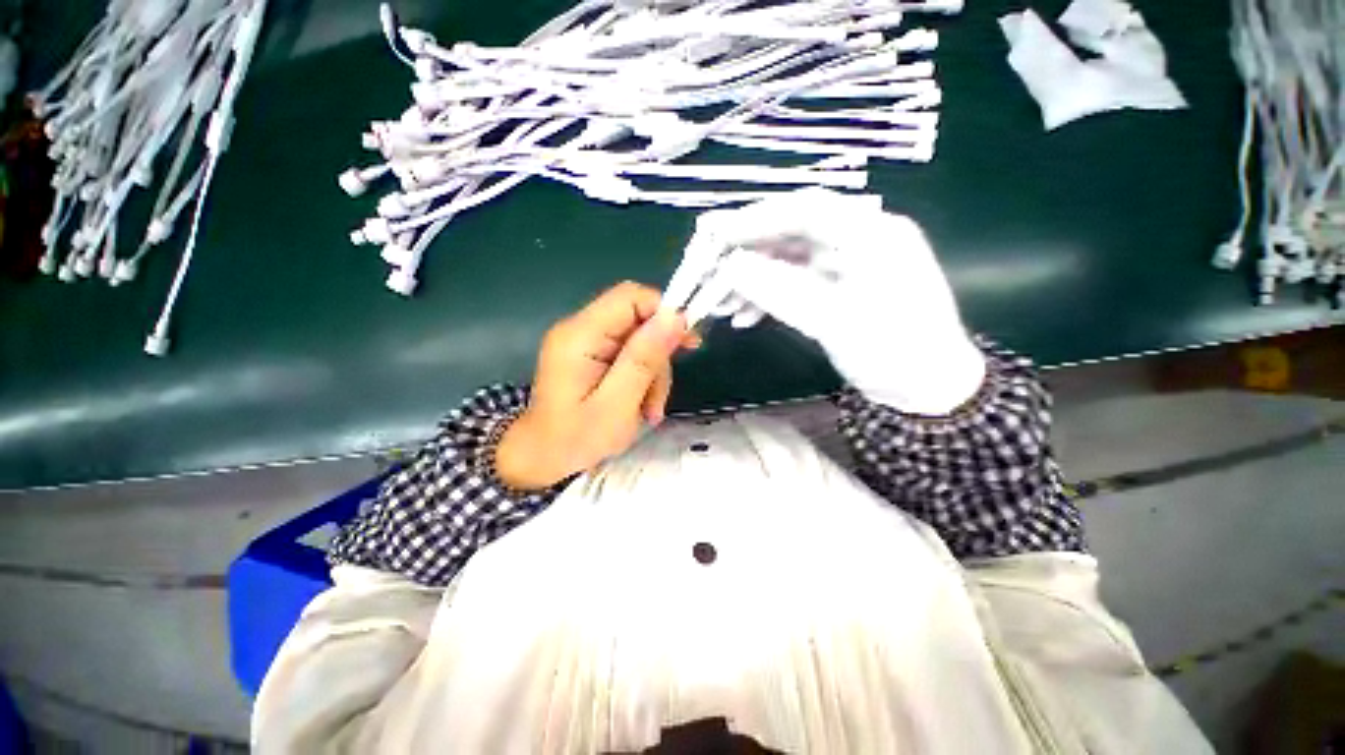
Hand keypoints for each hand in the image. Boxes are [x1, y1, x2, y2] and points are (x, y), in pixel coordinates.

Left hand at [496, 281, 697, 490]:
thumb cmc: (576, 439)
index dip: (663, 312)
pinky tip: (642, 405)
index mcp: (580, 335)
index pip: (630, 297)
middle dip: (658, 355)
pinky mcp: (591, 355)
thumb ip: (644, 358)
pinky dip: (642, 377)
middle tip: (661, 394)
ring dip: (653, 372)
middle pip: (637, 319)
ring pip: (639, 339)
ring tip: (650, 411)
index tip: (687, 342)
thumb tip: (675, 317)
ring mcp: (585, 341)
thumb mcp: (617, 404)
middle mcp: (580, 329)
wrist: (542, 459)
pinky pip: (629, 353)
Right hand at [667, 188, 983, 414]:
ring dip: (749, 281)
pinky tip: (741, 317)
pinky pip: (790, 284)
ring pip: (784, 262)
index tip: (713, 233)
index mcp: (869, 232)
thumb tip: (729, 266)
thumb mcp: (834, 320)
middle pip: (787, 234)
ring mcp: (842, 266)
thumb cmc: (894, 350)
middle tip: (705, 270)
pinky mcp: (832, 290)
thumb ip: (779, 289)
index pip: (803, 210)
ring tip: (717, 306)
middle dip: (743, 255)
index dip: (754, 219)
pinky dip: (764, 298)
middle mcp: (855, 239)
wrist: (927, 389)